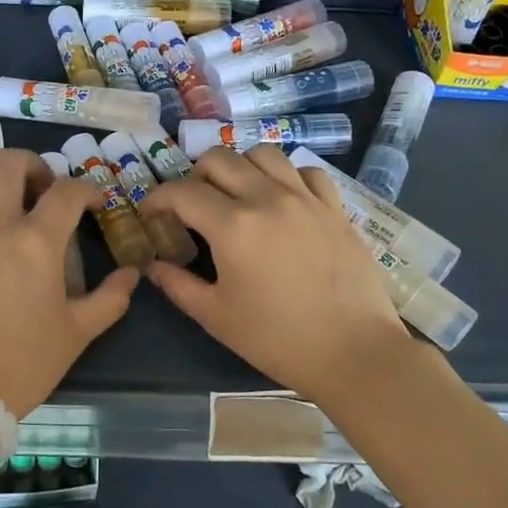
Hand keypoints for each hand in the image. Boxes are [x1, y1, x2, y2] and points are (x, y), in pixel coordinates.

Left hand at [0, 148, 138, 416]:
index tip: (91, 203)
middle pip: (9, 162)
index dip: (86, 189)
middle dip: (31, 165)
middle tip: (39, 188)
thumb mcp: (76, 334)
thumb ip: (109, 299)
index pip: (67, 190)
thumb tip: (132, 274)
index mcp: (36, 240)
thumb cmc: (20, 364)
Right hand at [145, 147, 414, 410]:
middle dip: (195, 176)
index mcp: (232, 225)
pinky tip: (283, 199)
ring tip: (237, 193)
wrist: (355, 354)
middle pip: (219, 159)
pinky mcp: (334, 208)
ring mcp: (304, 198)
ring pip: (262, 154)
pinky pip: (306, 172)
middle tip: (192, 205)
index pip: (182, 192)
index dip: (158, 198)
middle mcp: (266, 198)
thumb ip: (178, 285)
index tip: (151, 214)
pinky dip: (287, 177)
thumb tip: (152, 266)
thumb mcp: (216, 317)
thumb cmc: (278, 340)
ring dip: (240, 167)